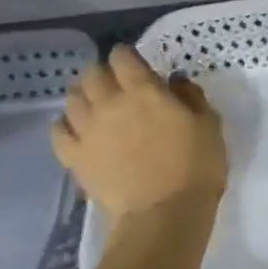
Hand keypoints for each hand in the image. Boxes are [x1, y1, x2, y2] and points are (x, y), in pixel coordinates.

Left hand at [51, 45, 227, 216]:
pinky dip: (65, 124)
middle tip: (116, 83)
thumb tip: (174, 80)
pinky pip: (57, 131)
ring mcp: (87, 130)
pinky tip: (77, 129)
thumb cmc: (196, 166)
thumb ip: (191, 97)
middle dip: (102, 73)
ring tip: (95, 104)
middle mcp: (109, 103)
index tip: (136, 63)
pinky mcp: (74, 157)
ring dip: (83, 95)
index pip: (122, 57)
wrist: (164, 213)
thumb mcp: (209, 125)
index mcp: (144, 91)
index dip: (127, 55)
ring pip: (72, 98)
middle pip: (91, 74)